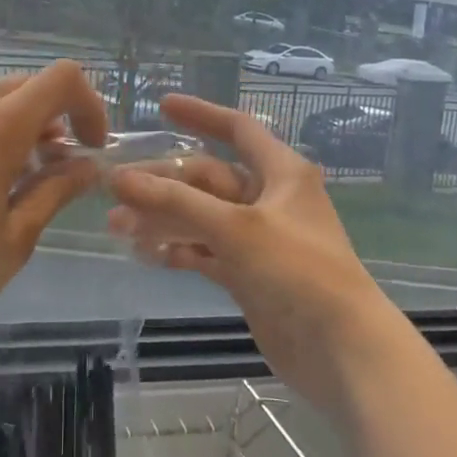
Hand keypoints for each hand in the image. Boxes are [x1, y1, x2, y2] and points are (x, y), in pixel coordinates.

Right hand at [106, 93, 412, 415]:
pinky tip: (146, 255)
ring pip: (202, 217)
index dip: (201, 114)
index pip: (238, 129)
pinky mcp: (249, 274)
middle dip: (163, 183)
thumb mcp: (235, 228)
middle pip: (209, 178)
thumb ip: (175, 202)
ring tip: (117, 227)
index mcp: (281, 173)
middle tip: (115, 191)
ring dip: (163, 219)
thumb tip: (119, 178)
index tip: (162, 107)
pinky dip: (178, 250)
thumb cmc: (296, 271)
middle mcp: (270, 199)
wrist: (341, 350)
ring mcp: (259, 239)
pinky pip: (205, 251)